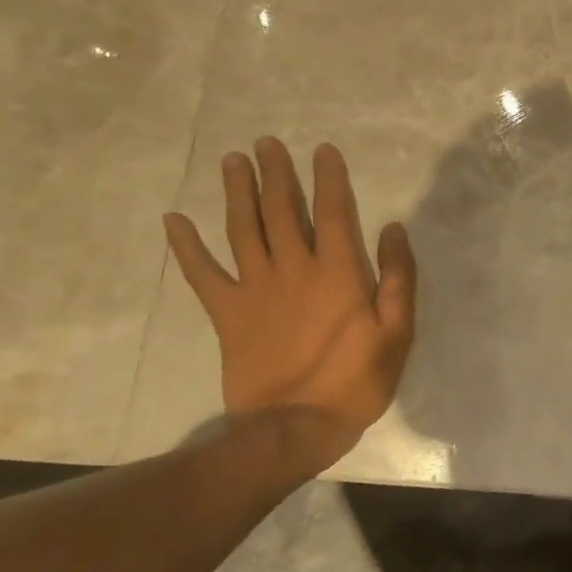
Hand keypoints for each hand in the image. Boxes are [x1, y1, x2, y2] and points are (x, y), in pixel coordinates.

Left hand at [164, 138, 416, 467]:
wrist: (294, 428)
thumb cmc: (356, 381)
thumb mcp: (397, 332)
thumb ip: (397, 277)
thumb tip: (392, 229)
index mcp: (337, 272)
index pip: (333, 212)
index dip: (329, 178)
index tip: (322, 150)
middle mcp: (293, 270)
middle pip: (282, 211)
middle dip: (276, 174)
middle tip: (266, 142)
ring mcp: (255, 290)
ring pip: (243, 230)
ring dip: (237, 193)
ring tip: (232, 161)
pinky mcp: (228, 314)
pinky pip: (201, 274)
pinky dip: (186, 247)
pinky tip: (173, 220)